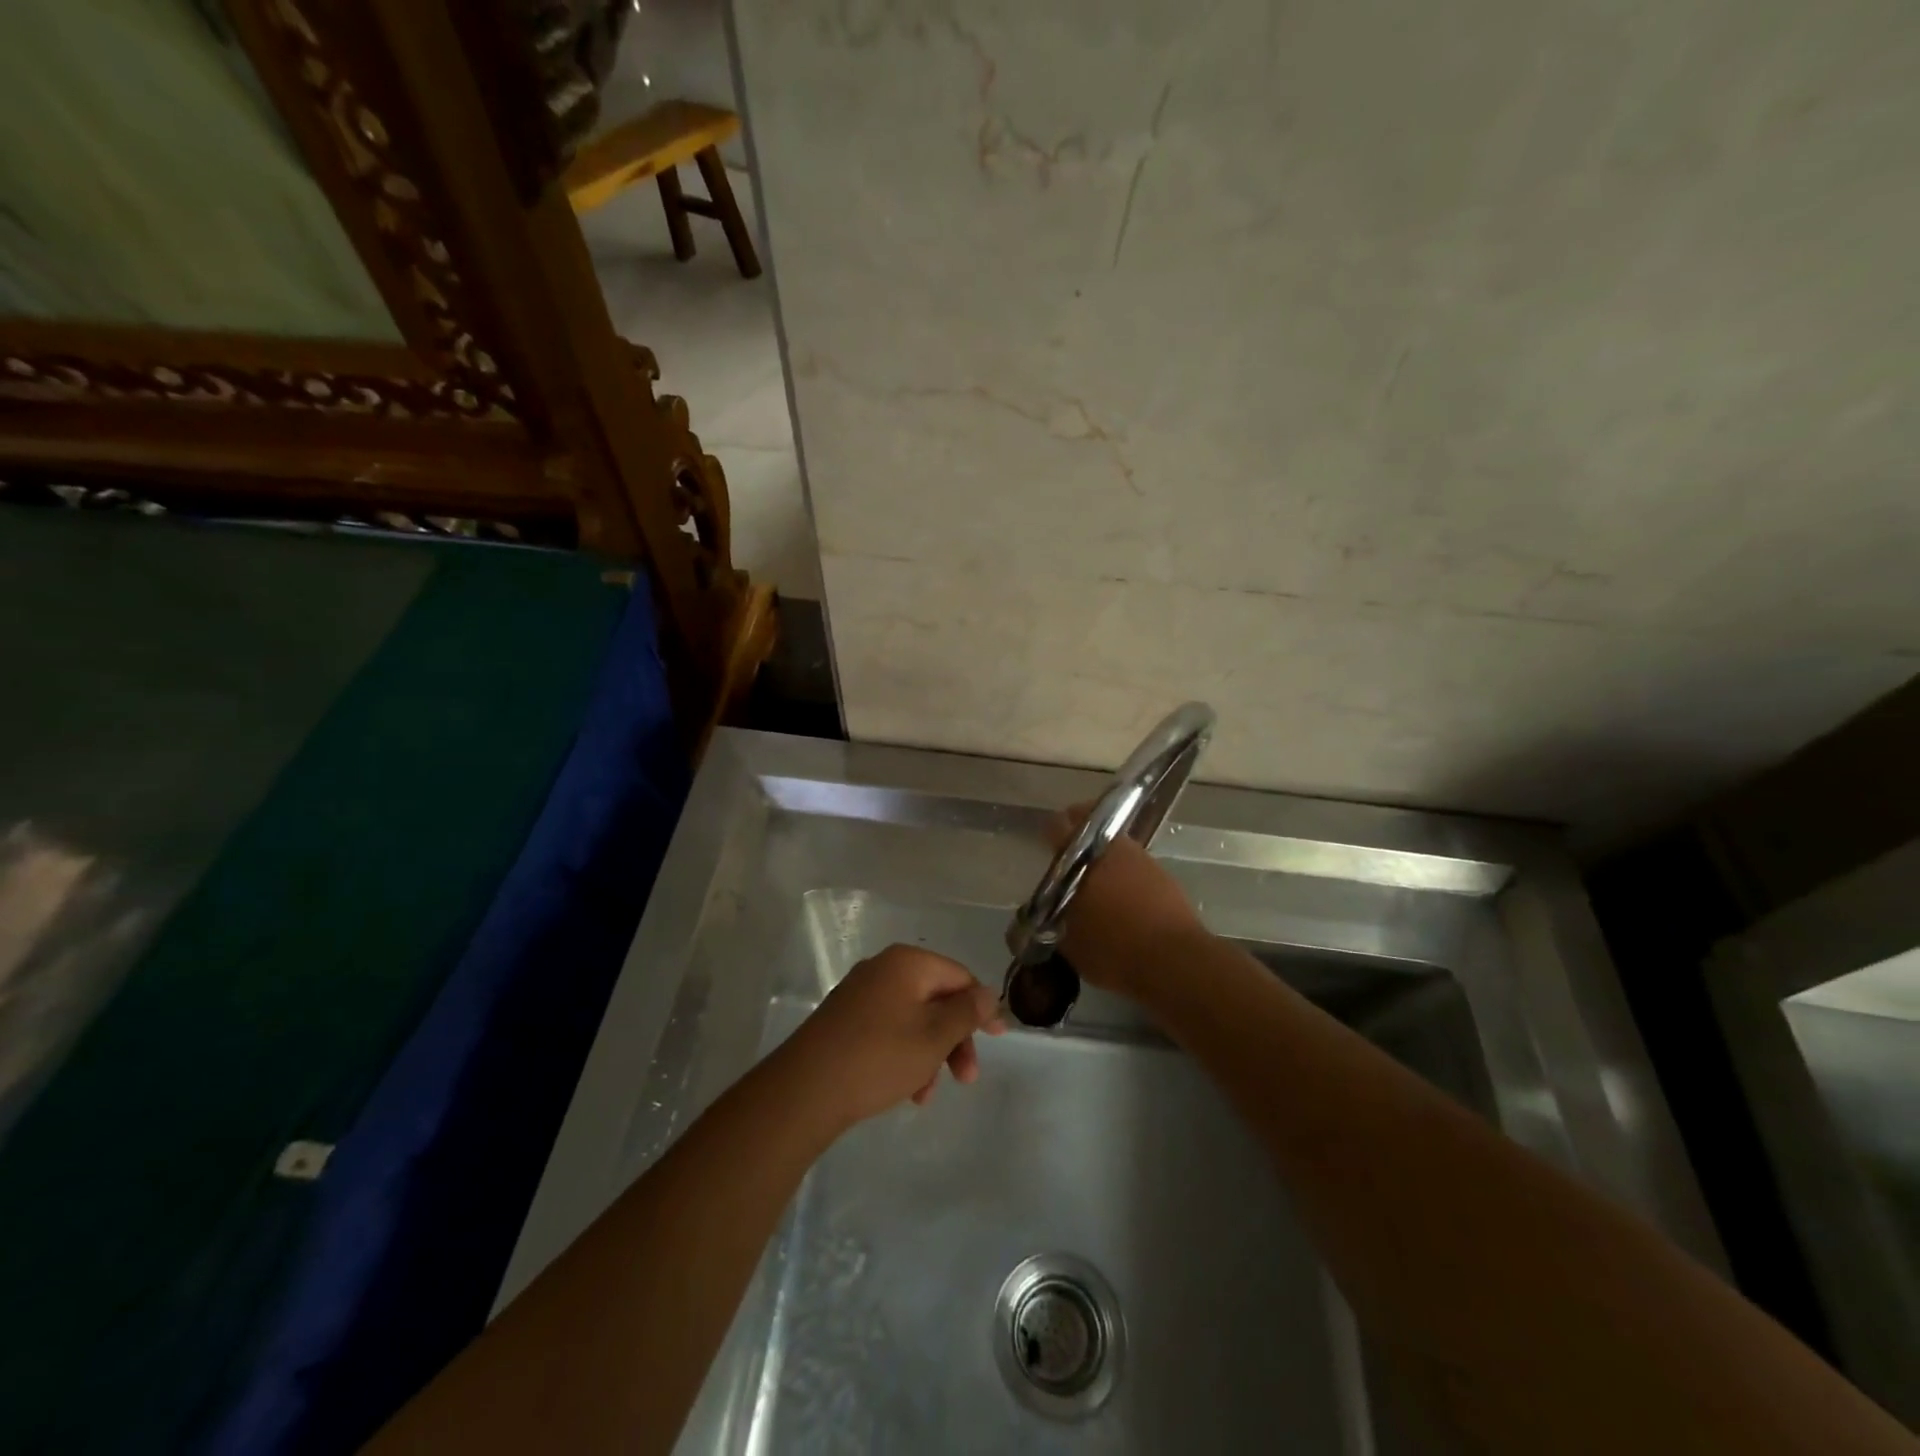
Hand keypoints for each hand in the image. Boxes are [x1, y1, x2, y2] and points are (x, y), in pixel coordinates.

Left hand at [776, 944, 1004, 1131]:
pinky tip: (906, 1091)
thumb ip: (966, 1012)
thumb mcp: (934, 1036)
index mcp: (907, 963)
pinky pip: (889, 1031)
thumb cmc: (879, 1056)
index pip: (959, 976)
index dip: (981, 1007)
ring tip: (926, 1095)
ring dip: (930, 1055)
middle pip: (936, 999)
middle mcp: (883, 970)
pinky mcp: (845, 1020)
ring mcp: (861, 994)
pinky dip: (905, 1056)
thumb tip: (987, 993)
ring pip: (914, 1020)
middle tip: (966, 1077)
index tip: (999, 1038)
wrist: (805, 1089)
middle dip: (955, 1039)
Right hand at [1048, 806, 1207, 999]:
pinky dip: (1127, 877)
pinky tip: (1123, 899)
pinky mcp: (1165, 877)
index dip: (1052, 832)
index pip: (1058, 828)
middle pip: (1093, 830)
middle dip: (1081, 840)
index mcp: (1082, 858)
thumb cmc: (1112, 949)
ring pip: (1118, 849)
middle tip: (1072, 858)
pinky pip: (1138, 869)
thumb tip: (1051, 912)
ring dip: (1107, 858)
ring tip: (1098, 882)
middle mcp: (1113, 849)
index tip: (1048, 842)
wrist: (1173, 960)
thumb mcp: (1069, 942)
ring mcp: (1143, 860)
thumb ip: (1055, 919)